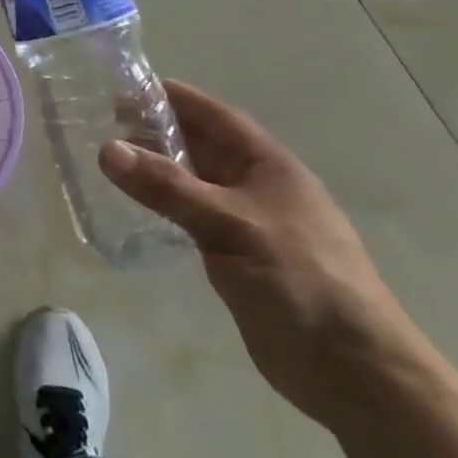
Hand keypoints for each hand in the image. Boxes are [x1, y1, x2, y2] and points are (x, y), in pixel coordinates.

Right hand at [99, 80, 424, 429]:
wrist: (354, 372)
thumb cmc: (300, 280)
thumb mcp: (230, 224)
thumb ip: (167, 186)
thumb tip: (107, 149)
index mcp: (269, 166)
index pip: (215, 116)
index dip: (175, 97)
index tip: (128, 85)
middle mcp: (258, 187)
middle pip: (201, 146)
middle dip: (158, 131)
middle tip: (104, 122)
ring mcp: (249, 224)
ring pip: (195, 183)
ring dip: (158, 169)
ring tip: (110, 160)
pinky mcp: (238, 259)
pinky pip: (193, 218)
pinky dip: (165, 206)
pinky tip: (135, 208)